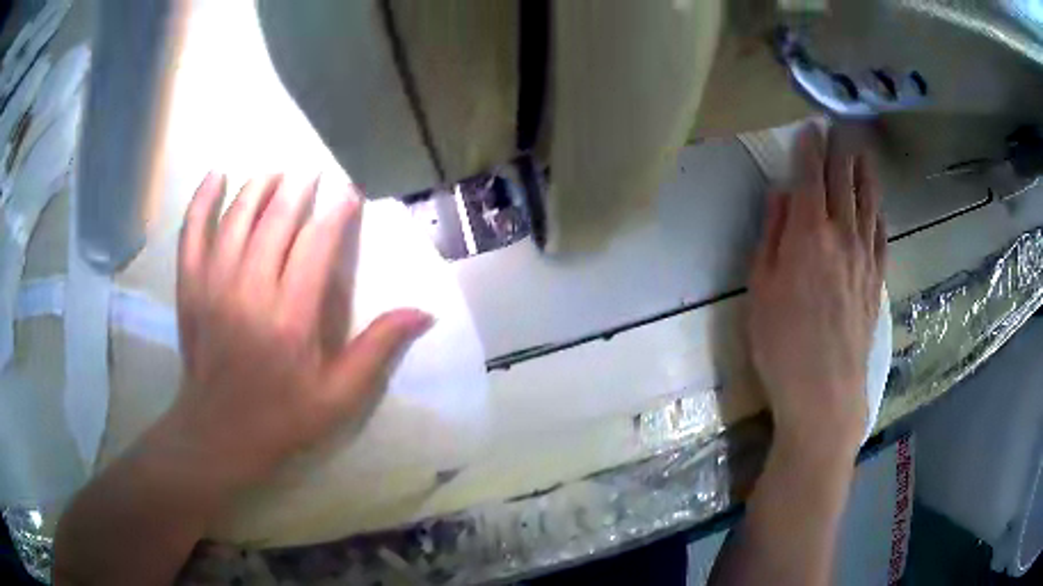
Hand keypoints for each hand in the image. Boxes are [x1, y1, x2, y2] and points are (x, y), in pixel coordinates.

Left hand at [164, 173, 431, 487]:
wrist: (220, 434)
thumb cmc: (283, 417)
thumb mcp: (340, 396)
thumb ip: (378, 349)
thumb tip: (424, 312)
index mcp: (291, 318)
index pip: (316, 245)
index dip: (336, 213)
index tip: (349, 194)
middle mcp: (250, 292)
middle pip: (276, 221)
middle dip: (298, 189)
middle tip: (313, 173)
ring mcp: (214, 286)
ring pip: (237, 218)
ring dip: (259, 188)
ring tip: (276, 174)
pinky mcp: (189, 288)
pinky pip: (192, 233)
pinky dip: (202, 200)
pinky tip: (216, 176)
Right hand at [747, 125, 885, 456]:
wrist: (825, 393)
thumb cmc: (782, 344)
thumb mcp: (760, 288)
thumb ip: (772, 235)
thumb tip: (781, 194)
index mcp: (808, 234)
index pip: (811, 176)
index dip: (811, 148)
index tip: (811, 127)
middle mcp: (842, 236)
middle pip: (843, 183)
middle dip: (840, 151)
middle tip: (841, 128)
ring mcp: (865, 259)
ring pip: (868, 205)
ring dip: (865, 175)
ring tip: (864, 153)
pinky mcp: (876, 282)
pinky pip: (881, 238)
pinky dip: (879, 216)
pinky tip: (879, 208)